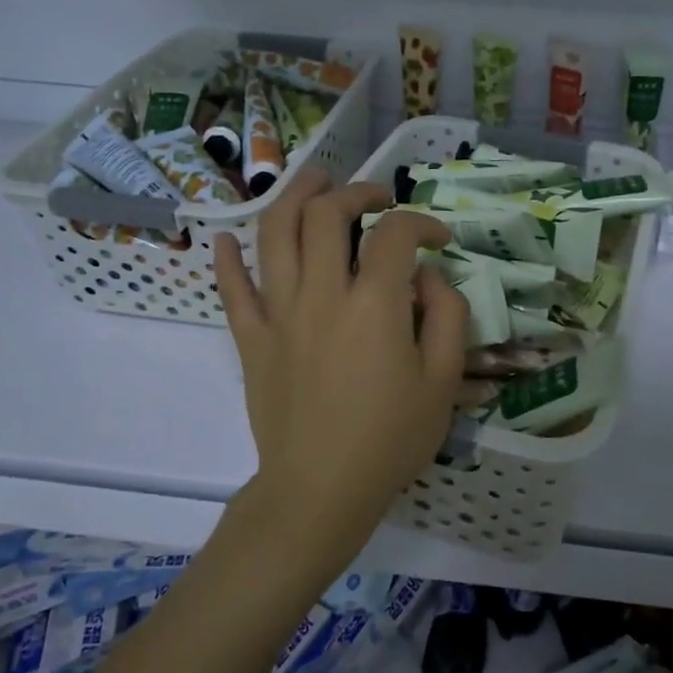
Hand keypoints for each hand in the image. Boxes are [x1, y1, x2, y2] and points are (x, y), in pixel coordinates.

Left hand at [213, 167, 467, 568]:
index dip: (422, 223)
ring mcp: (279, 313)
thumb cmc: (390, 439)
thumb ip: (446, 316)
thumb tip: (427, 277)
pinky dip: (227, 259)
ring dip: (293, 196)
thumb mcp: (443, 381)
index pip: (396, 234)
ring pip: (275, 233)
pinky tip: (226, 238)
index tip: (438, 238)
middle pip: (326, 214)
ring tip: (313, 182)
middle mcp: (321, 294)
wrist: (320, 490)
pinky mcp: (251, 339)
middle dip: (355, 193)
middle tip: (375, 199)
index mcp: (374, 304)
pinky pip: (231, 289)